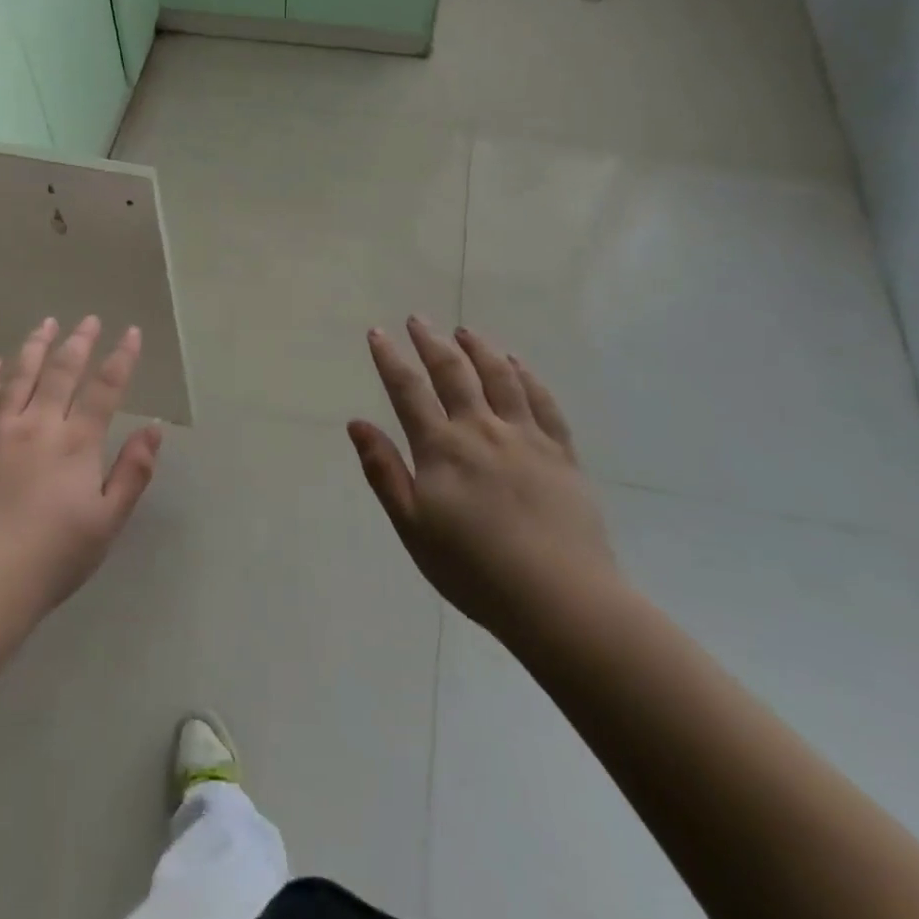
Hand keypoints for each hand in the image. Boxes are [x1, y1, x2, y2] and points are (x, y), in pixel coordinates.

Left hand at [0, 316, 162, 641]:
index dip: (121, 358)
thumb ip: (132, 472)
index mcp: (76, 444)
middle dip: (79, 342)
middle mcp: (37, 426)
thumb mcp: (107, 522)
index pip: (105, 389)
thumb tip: (154, 429)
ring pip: (18, 377)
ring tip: (46, 324)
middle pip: (61, 372)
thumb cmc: (51, 559)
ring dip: (35, 347)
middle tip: (88, 320)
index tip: (132, 333)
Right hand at [348, 318, 616, 642]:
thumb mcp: (412, 527)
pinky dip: (526, 375)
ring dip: (479, 349)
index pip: (409, 391)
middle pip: (454, 373)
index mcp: (442, 448)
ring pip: (500, 377)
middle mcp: (482, 429)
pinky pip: (542, 401)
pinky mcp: (561, 452)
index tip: (378, 333)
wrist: (560, 599)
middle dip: (431, 342)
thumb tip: (357, 423)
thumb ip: (384, 471)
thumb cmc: (474, 569)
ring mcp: (526, 437)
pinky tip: (517, 363)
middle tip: (418, 319)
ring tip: (465, 332)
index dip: (390, 359)